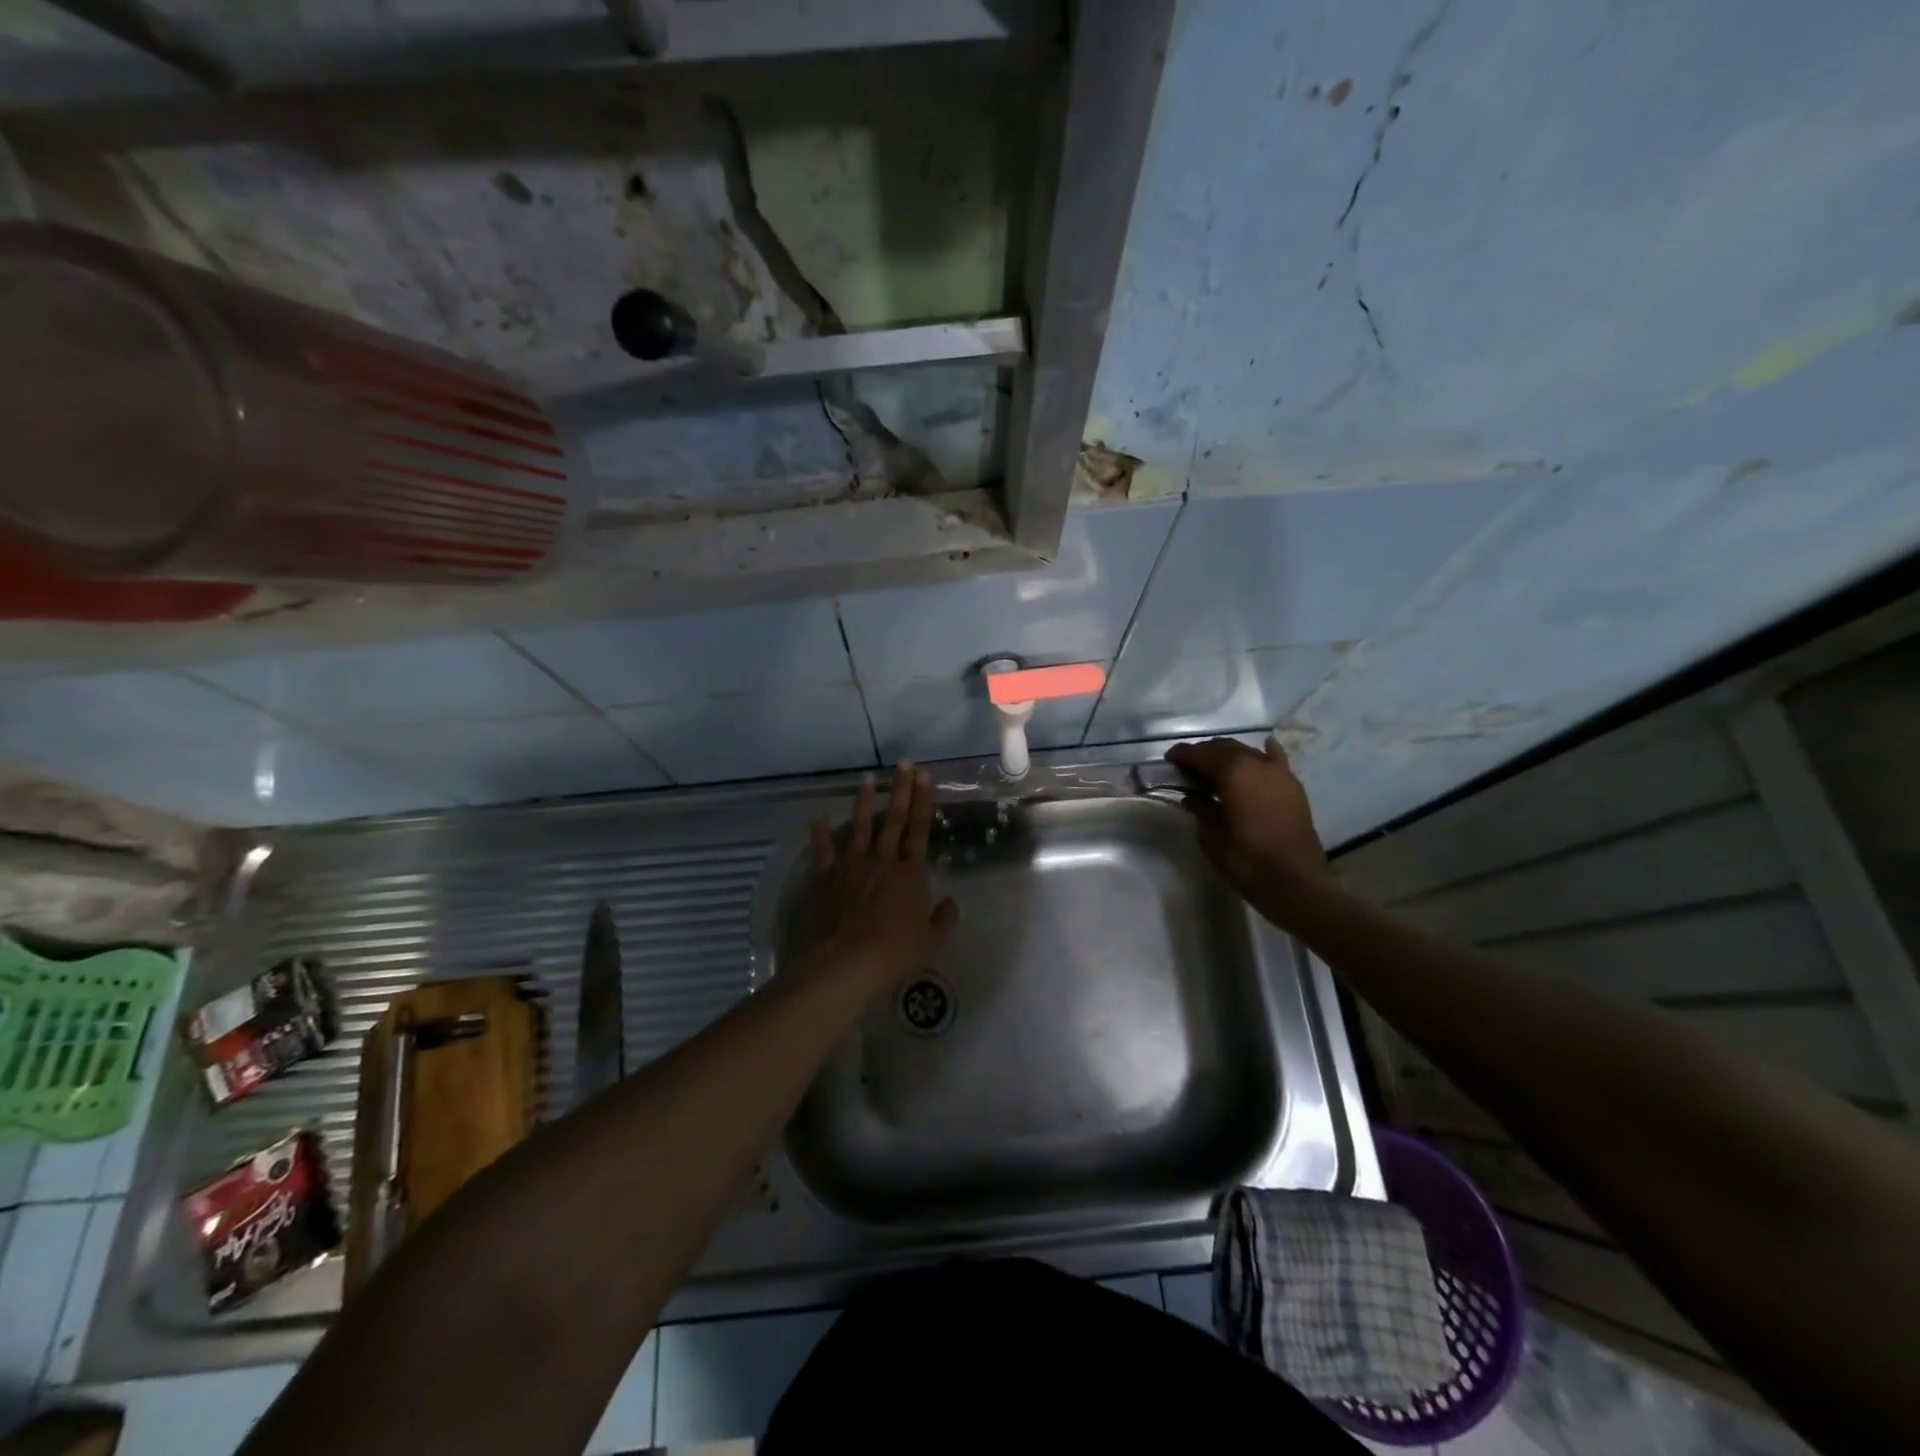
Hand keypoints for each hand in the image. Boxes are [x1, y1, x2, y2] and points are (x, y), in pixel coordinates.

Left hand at [804, 761, 958, 991]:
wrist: (846, 962)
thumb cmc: (895, 951)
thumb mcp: (932, 940)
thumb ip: (944, 918)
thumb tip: (949, 903)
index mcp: (910, 872)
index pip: (920, 828)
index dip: (923, 801)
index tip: (925, 776)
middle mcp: (882, 860)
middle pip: (893, 818)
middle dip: (900, 789)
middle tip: (904, 763)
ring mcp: (852, 865)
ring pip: (860, 826)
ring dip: (864, 801)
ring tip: (867, 779)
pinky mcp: (828, 877)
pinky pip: (824, 850)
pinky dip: (821, 833)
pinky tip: (817, 818)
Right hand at [1165, 738, 1327, 901]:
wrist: (1294, 882)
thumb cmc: (1246, 859)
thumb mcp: (1212, 836)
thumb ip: (1201, 810)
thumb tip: (1192, 798)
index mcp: (1232, 773)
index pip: (1200, 754)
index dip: (1182, 754)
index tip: (1170, 759)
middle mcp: (1256, 764)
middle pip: (1225, 747)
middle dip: (1205, 753)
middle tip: (1189, 766)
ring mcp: (1278, 773)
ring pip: (1249, 751)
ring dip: (1230, 755)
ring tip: (1217, 767)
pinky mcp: (1293, 787)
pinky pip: (1277, 760)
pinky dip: (1266, 753)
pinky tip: (1263, 749)